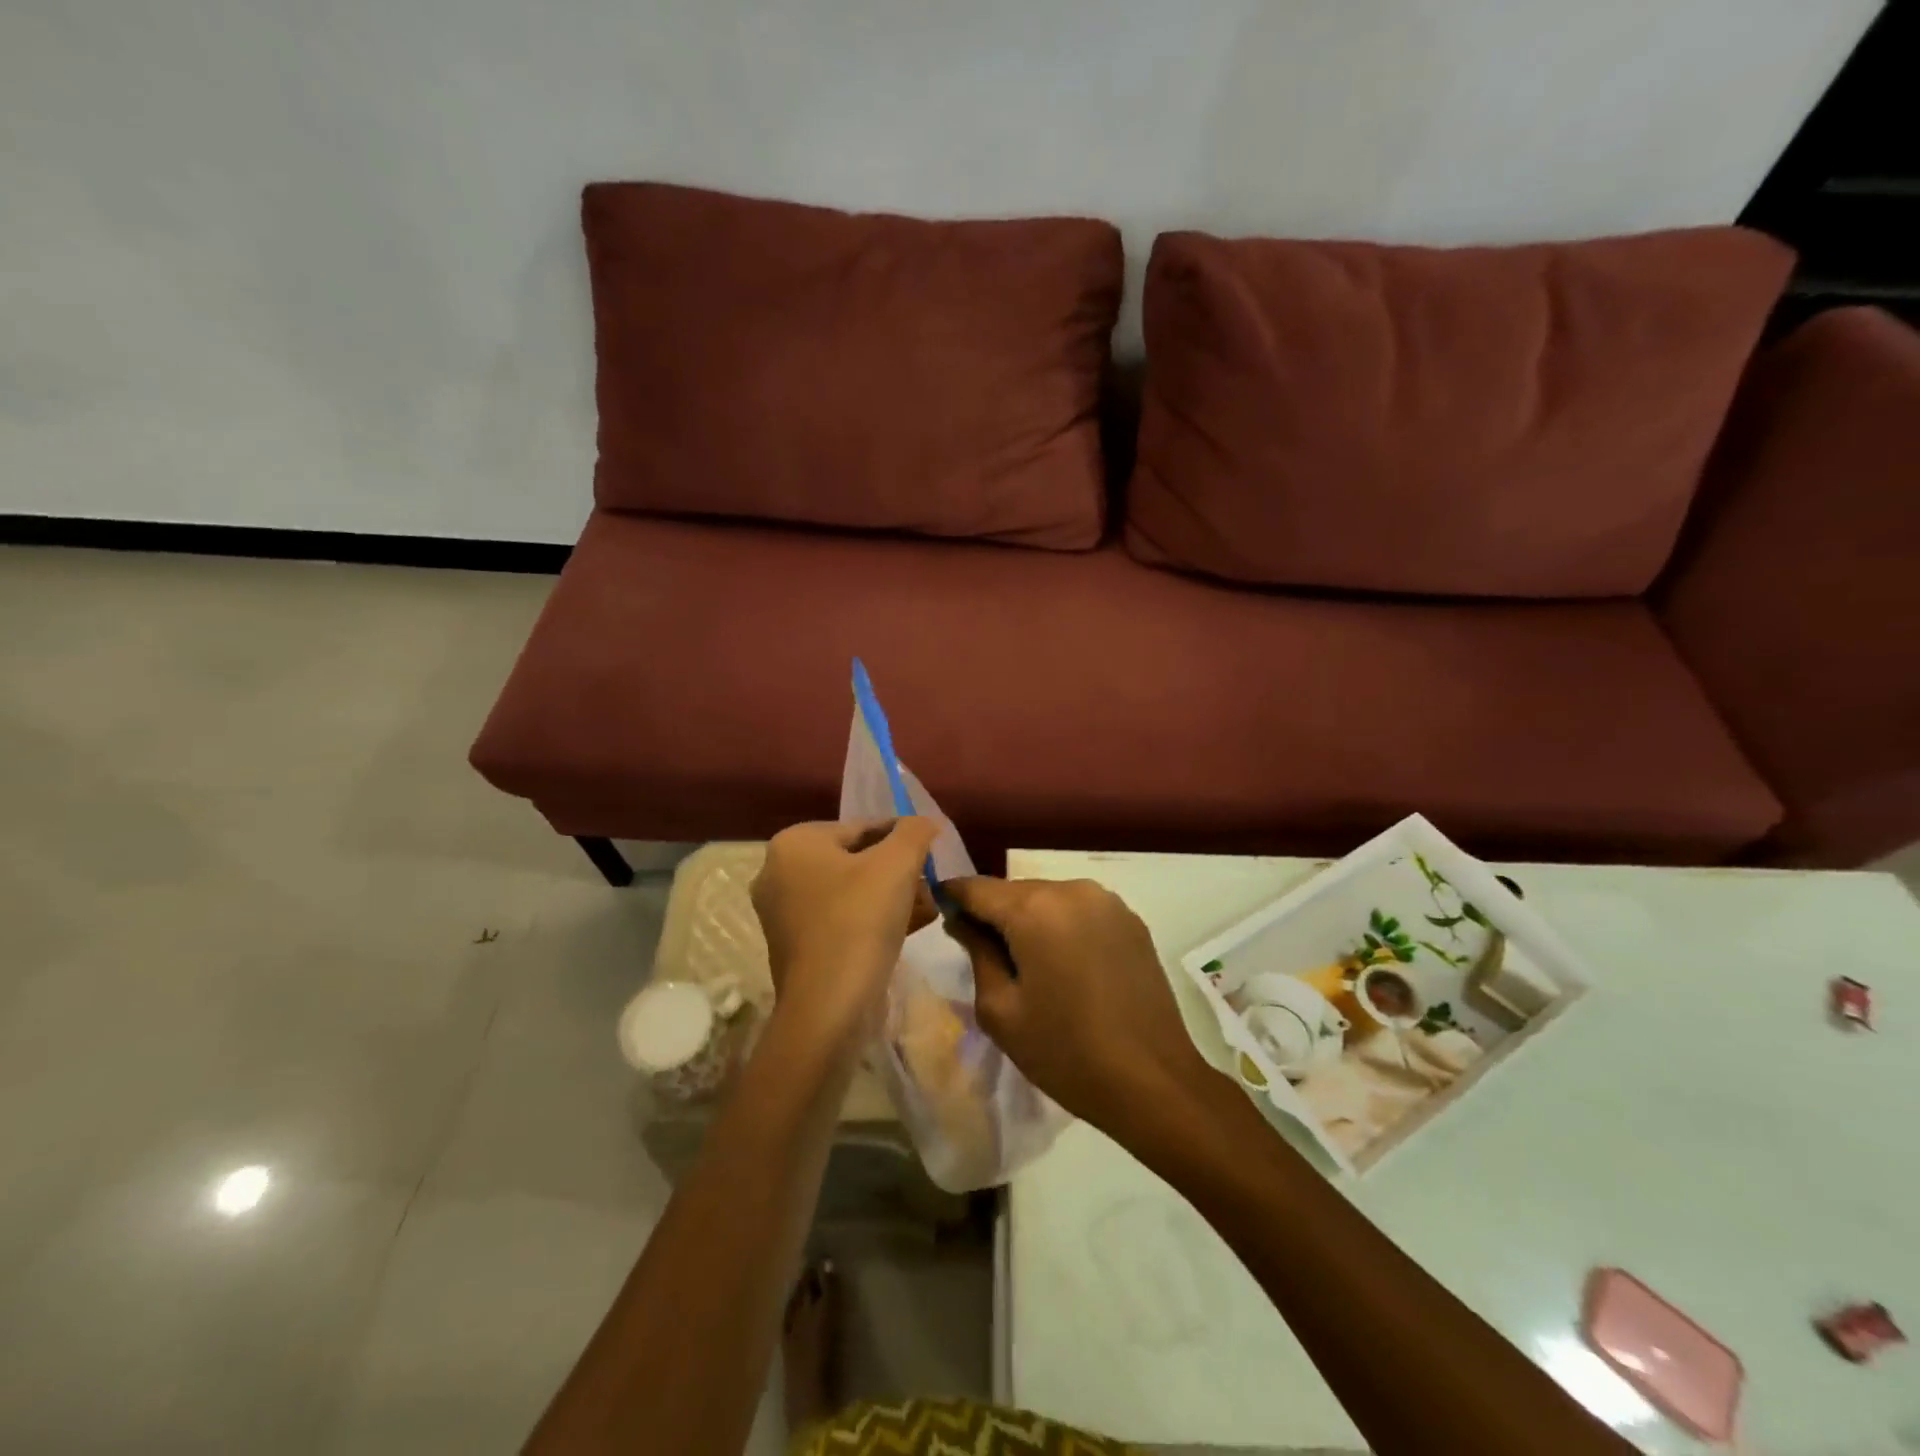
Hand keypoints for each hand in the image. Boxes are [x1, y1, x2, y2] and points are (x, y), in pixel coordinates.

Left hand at [751, 818, 938, 1047]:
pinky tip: (909, 928)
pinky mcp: (795, 946)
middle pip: (855, 859)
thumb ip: (914, 832)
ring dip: (890, 896)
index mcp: (793, 844)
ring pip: (850, 891)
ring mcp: (783, 913)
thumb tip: (925, 822)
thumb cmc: (859, 922)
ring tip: (928, 907)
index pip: (861, 827)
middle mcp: (778, 872)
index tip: (932, 852)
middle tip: (930, 883)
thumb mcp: (897, 865)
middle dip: (898, 870)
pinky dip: (872, 919)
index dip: (903, 837)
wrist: (828, 1008)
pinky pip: (840, 919)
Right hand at [942, 877, 1213, 1131]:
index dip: (953, 898)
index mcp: (1035, 908)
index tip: (941, 916)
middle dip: (994, 915)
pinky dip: (1063, 928)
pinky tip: (1066, 968)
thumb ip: (977, 953)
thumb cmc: (1065, 1052)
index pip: (977, 888)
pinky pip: (1080, 912)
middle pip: (1015, 892)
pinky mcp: (1131, 920)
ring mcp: (1107, 902)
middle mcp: (1072, 889)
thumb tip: (962, 921)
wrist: (1154, 1082)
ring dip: (1030, 921)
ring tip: (1029, 967)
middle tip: (983, 955)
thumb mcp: (1002, 1010)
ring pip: (1049, 899)